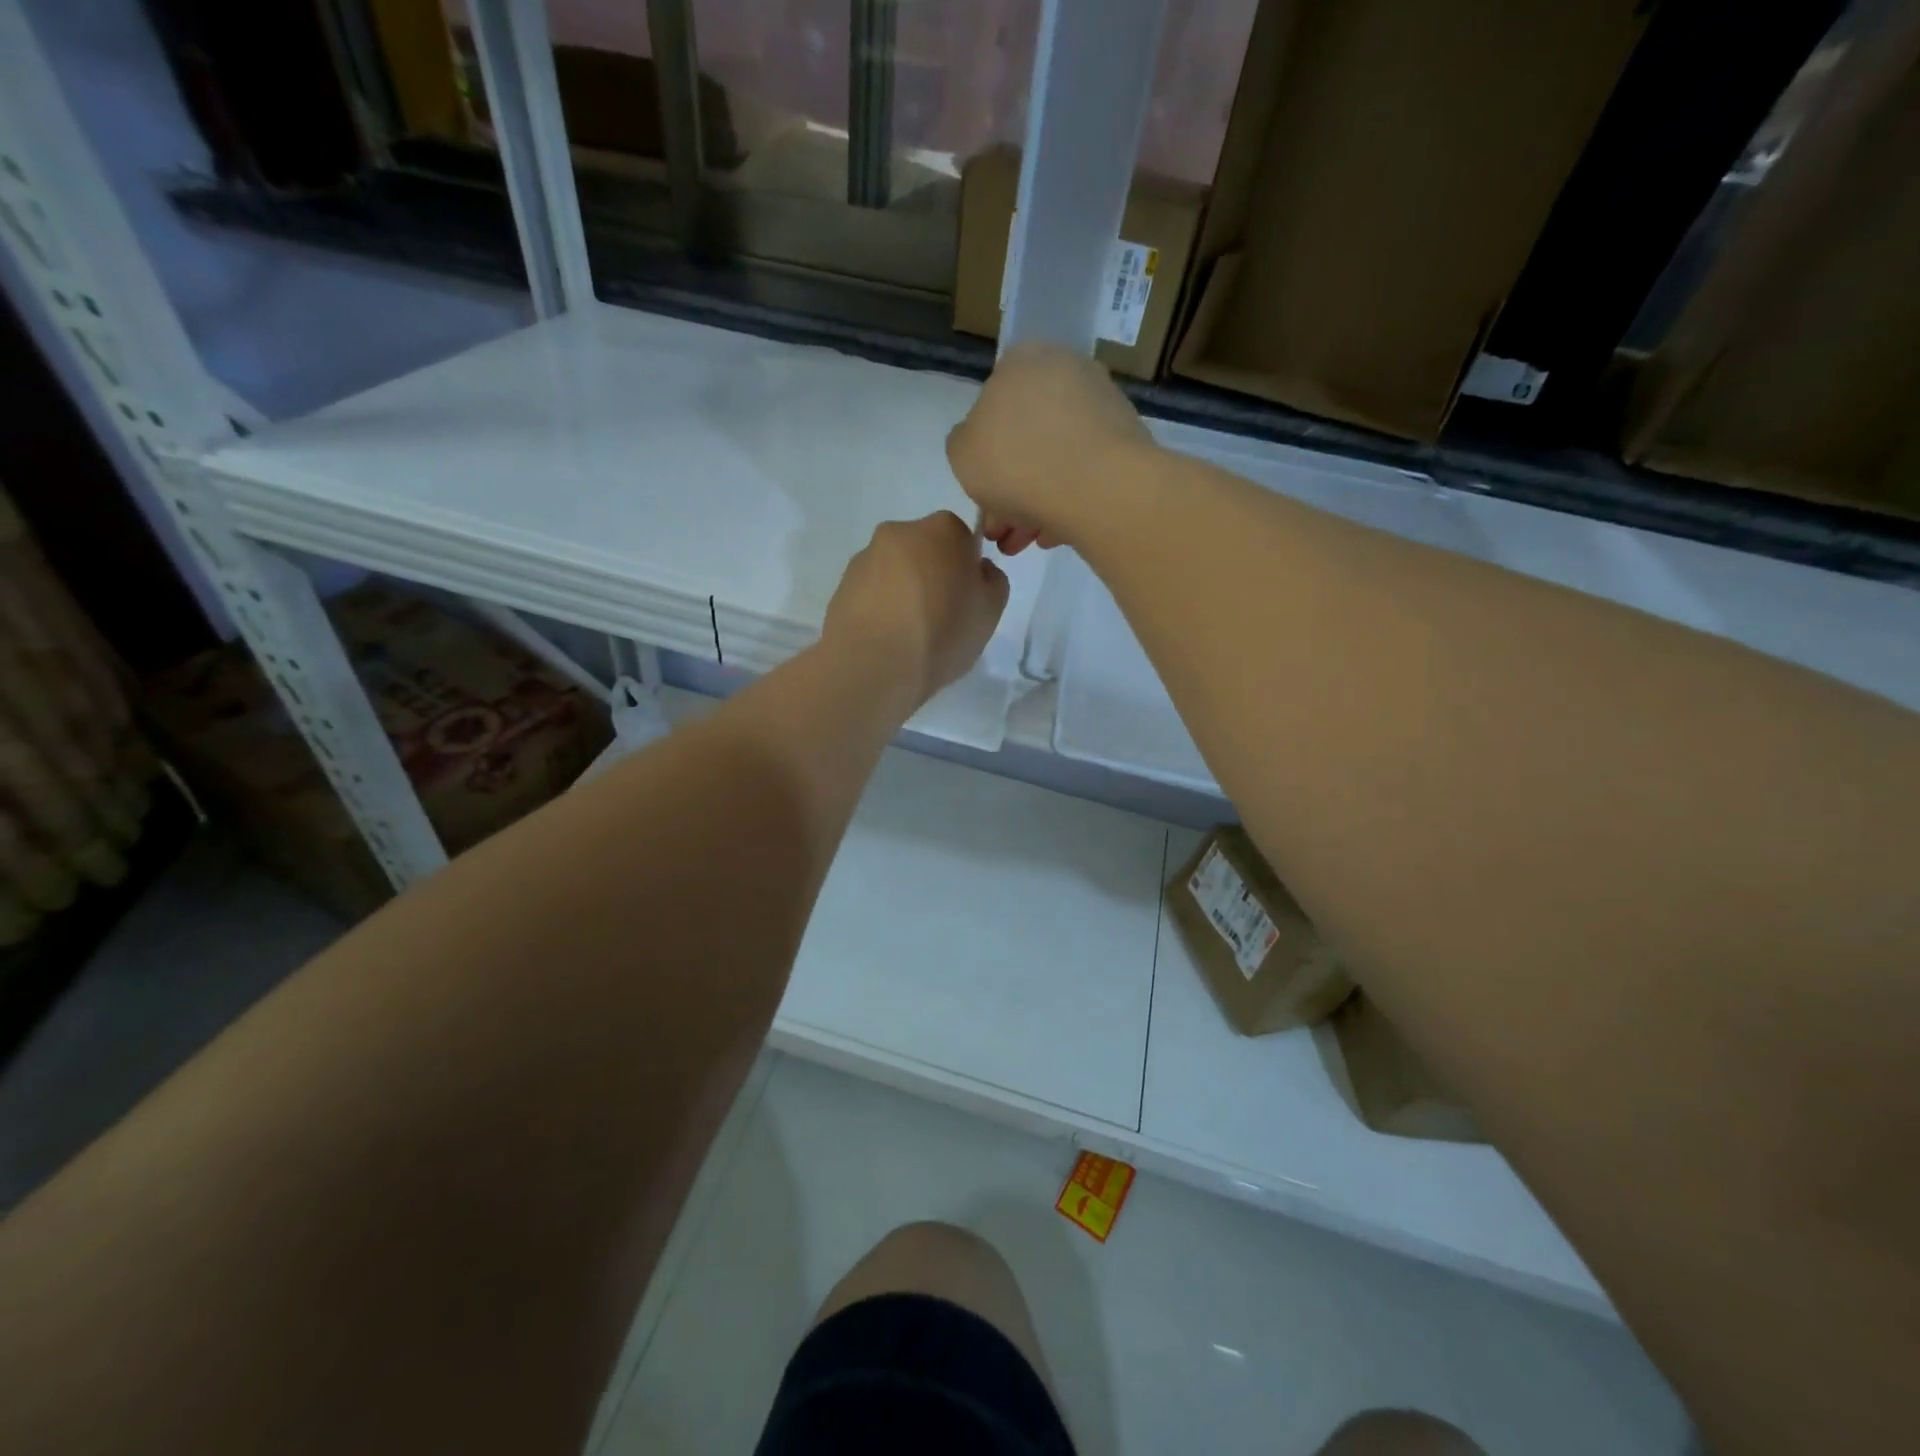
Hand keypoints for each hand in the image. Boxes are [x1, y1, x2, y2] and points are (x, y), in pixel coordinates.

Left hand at [822, 512, 1009, 709]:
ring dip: (904, 592)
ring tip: (909, 635)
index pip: (962, 540)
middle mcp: (900, 531)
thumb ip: (992, 580)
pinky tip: (886, 639)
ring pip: (895, 571)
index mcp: (942, 529)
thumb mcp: (991, 611)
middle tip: (939, 618)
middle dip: (932, 576)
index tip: (965, 600)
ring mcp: (865, 557)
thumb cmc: (942, 632)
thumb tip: (977, 570)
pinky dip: (880, 608)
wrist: (874, 664)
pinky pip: (871, 592)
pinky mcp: (841, 585)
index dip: (966, 570)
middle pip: (925, 551)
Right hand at [945, 344, 1152, 554]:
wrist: (1098, 487)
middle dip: (1010, 489)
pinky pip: (1084, 474)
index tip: (982, 497)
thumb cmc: (1016, 462)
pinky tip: (1053, 536)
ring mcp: (1102, 405)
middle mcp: (1066, 371)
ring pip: (1055, 460)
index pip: (993, 406)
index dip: (983, 458)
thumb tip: (982, 446)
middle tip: (1001, 531)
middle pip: (1026, 438)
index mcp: (1022, 360)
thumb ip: (965, 443)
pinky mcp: (1127, 442)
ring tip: (1024, 544)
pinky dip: (1066, 502)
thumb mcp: (961, 453)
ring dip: (1034, 503)